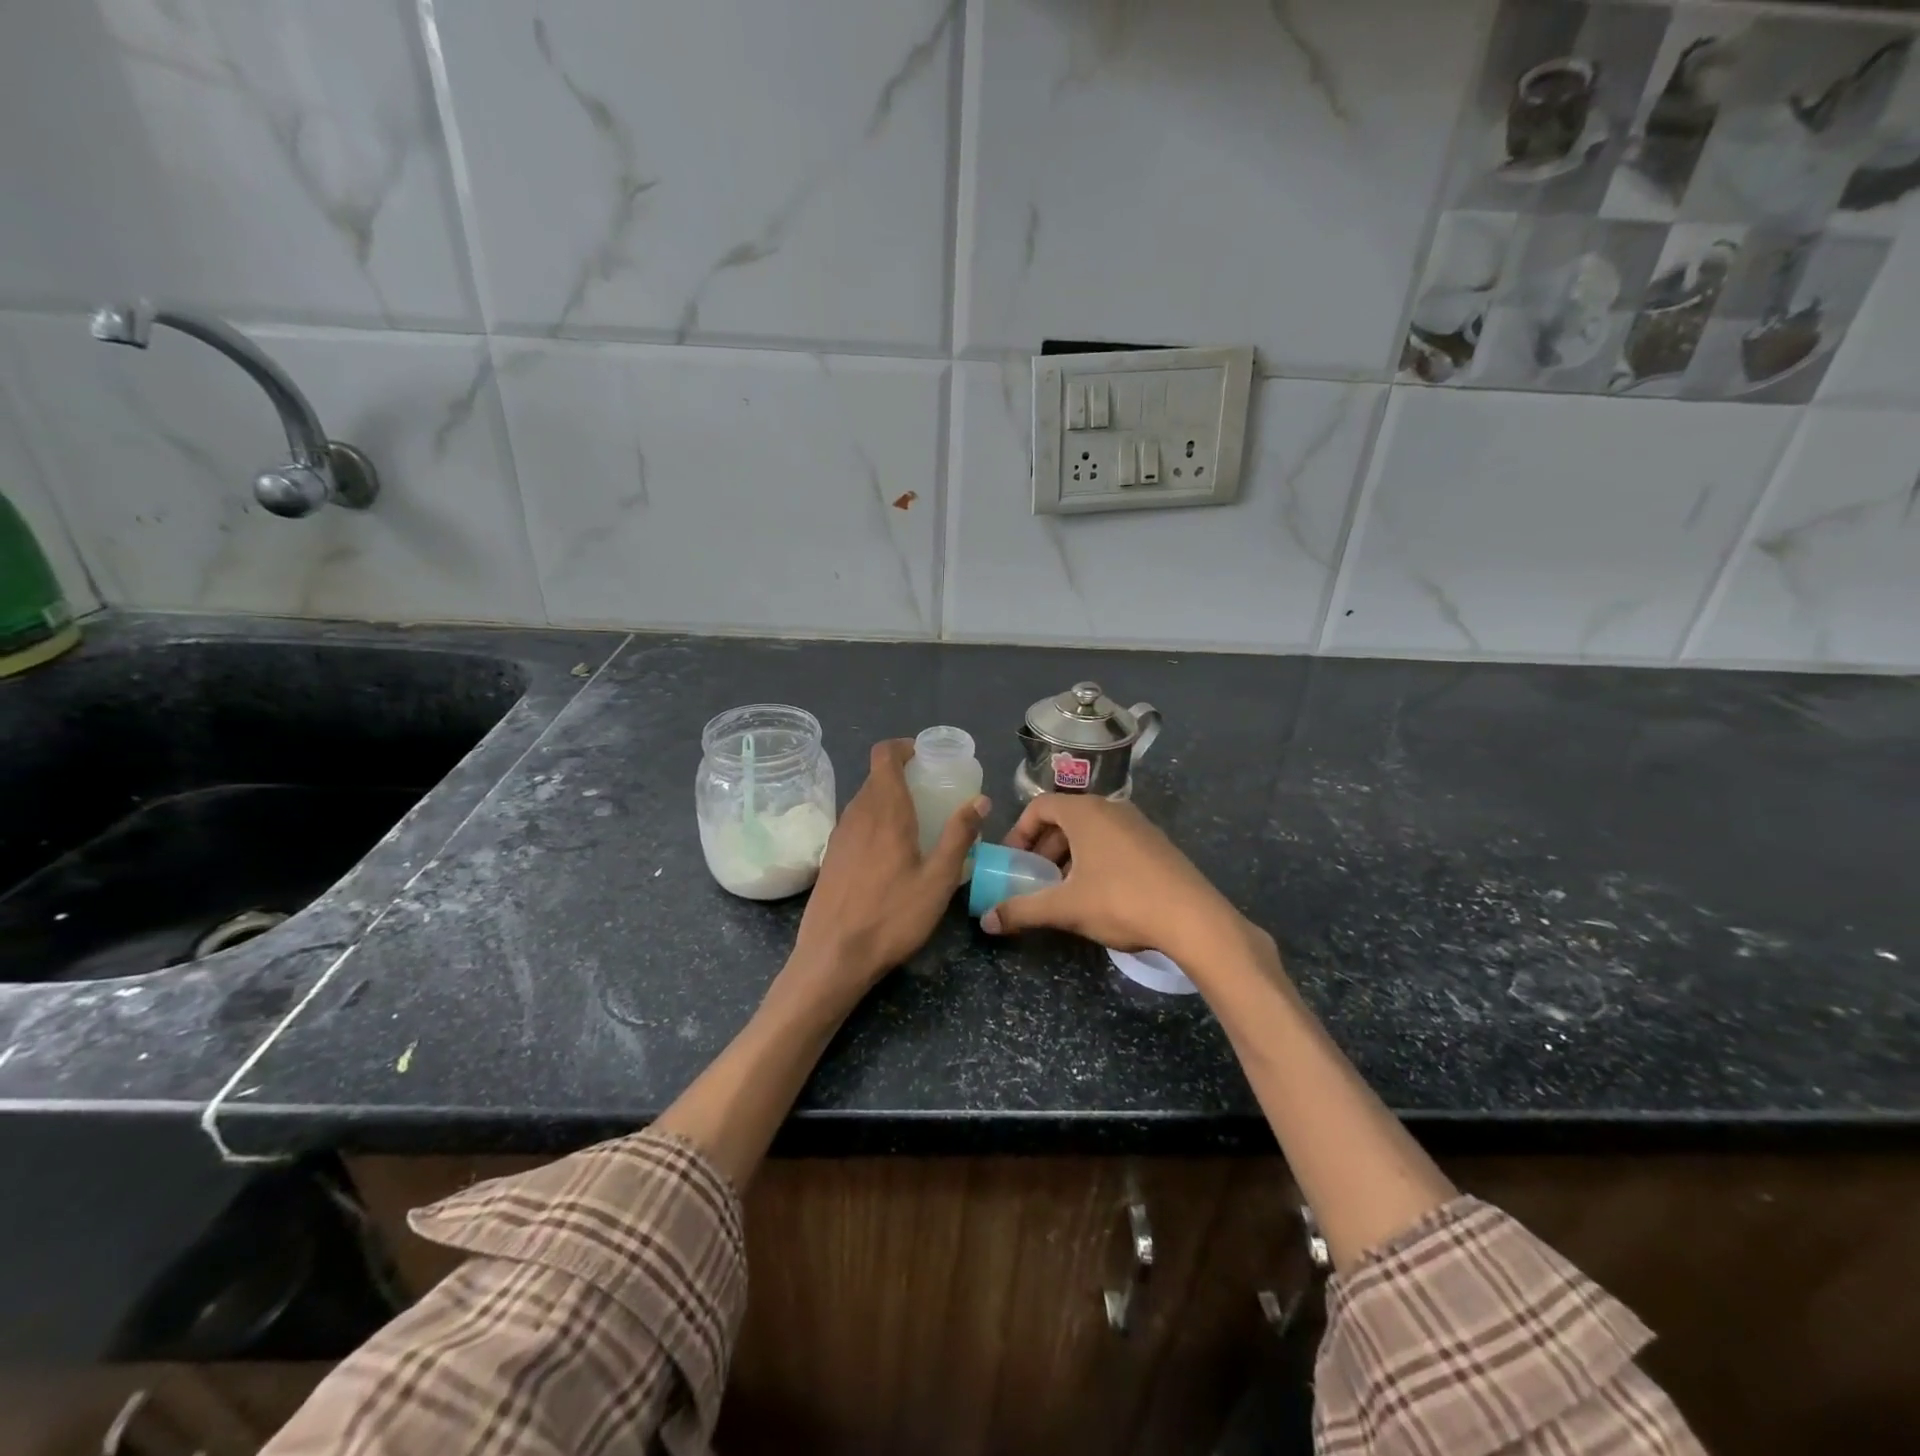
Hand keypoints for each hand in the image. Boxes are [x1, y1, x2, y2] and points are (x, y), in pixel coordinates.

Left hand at [786, 740, 986, 1012]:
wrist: (832, 956)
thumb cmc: (892, 916)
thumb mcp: (938, 880)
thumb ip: (959, 835)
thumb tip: (979, 799)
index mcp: (885, 811)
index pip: (884, 755)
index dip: (904, 747)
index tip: (927, 757)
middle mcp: (857, 814)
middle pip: (876, 777)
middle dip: (904, 775)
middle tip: (933, 793)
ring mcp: (839, 835)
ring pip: (864, 800)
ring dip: (889, 799)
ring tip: (917, 822)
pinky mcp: (830, 856)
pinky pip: (855, 822)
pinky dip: (875, 821)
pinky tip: (891, 852)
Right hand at [983, 794, 1263, 968]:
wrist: (1193, 919)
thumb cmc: (1120, 901)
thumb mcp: (1065, 908)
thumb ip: (1022, 910)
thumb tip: (985, 922)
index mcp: (1085, 812)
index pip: (1039, 806)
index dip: (1019, 832)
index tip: (1012, 862)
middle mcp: (1111, 808)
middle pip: (1065, 818)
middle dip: (1043, 847)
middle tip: (1034, 878)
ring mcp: (1138, 824)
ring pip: (1091, 831)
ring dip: (1069, 855)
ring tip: (1063, 889)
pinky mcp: (1157, 844)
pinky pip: (1114, 841)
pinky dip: (1095, 859)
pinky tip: (1099, 894)